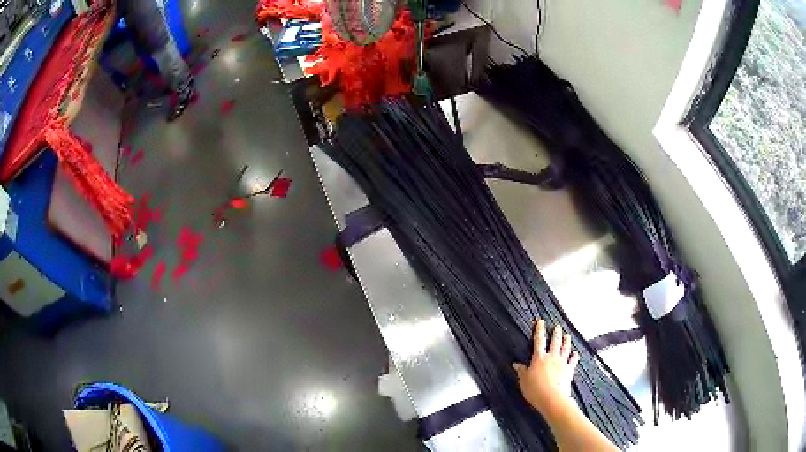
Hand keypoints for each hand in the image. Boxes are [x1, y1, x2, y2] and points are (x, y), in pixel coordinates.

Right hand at [513, 319, 579, 415]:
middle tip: (557, 326)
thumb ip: (521, 371)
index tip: (540, 321)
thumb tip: (516, 364)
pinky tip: (576, 353)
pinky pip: (573, 361)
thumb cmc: (535, 390)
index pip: (539, 341)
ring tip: (567, 335)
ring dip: (566, 341)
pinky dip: (574, 356)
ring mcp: (562, 363)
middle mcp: (552, 358)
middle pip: (555, 342)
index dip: (539, 330)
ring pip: (565, 349)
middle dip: (555, 333)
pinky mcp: (569, 371)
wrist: (552, 398)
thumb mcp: (523, 381)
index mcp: (539, 358)